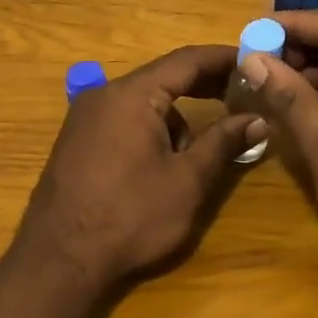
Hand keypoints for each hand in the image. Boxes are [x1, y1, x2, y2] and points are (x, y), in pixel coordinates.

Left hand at [9, 45, 264, 297]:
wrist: (59, 259)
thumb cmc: (130, 217)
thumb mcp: (186, 181)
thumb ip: (222, 142)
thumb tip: (258, 119)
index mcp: (132, 95)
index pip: (186, 60)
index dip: (223, 58)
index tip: (255, 59)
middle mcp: (104, 94)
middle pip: (163, 77)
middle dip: (204, 85)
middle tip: (243, 94)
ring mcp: (85, 116)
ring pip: (144, 102)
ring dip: (176, 117)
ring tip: (198, 153)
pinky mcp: (76, 139)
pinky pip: (123, 119)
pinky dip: (151, 128)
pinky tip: (162, 163)